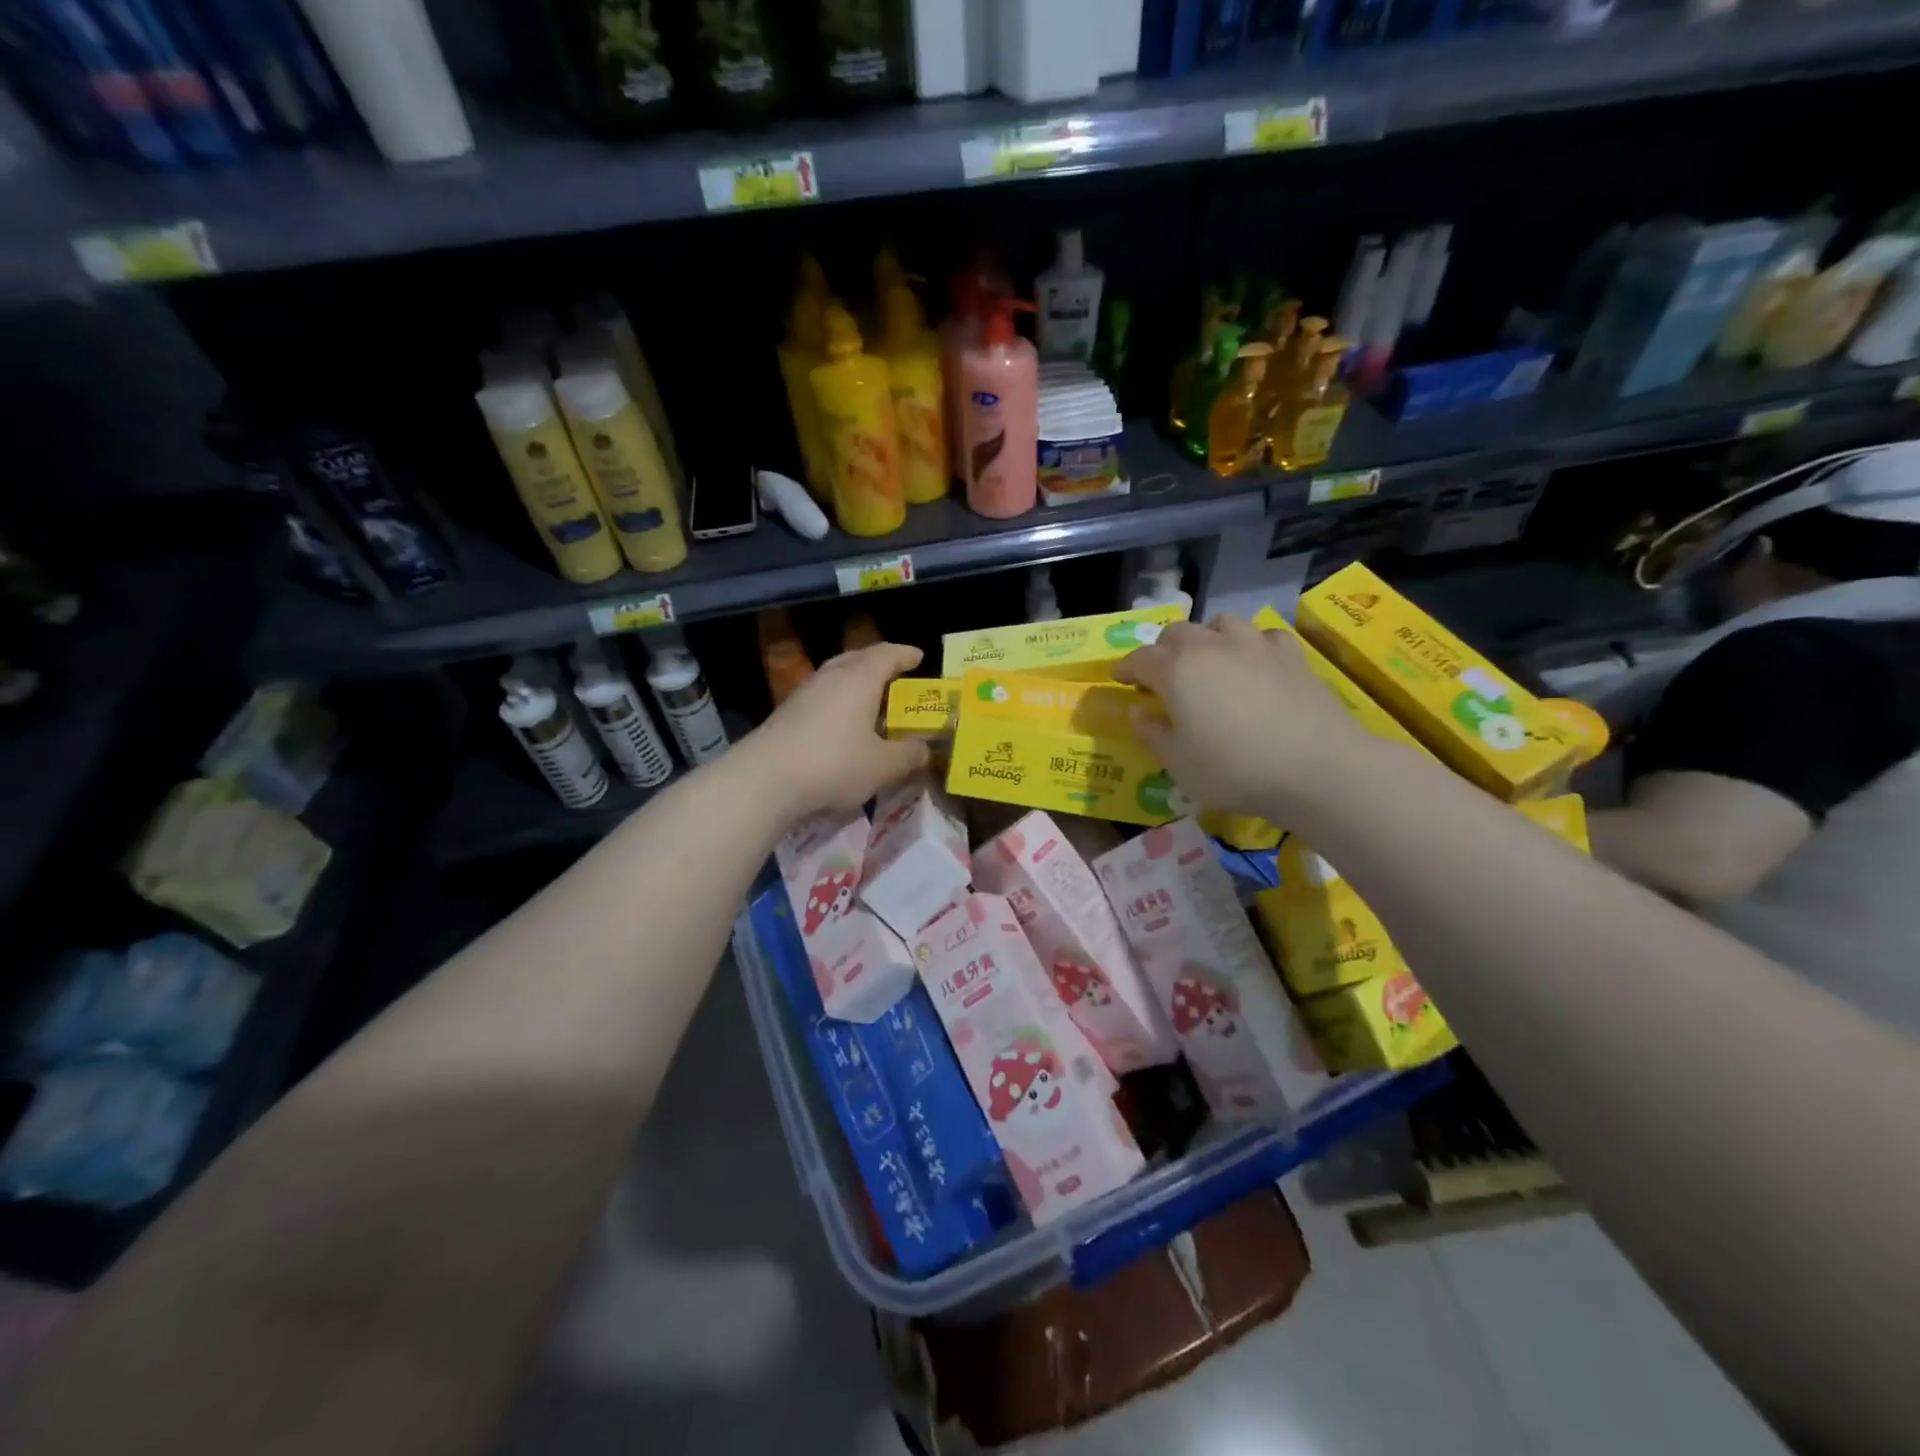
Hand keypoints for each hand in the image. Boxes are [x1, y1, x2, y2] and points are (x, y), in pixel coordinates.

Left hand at [740, 642, 931, 823]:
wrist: (765, 780)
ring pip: (836, 678)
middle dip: (878, 664)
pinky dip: (838, 704)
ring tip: (871, 702)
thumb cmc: (834, 764)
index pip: (887, 654)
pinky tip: (843, 726)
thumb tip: (924, 748)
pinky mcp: (786, 715)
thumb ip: (908, 754)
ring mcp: (804, 694)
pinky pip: (822, 698)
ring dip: (856, 685)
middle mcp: (831, 677)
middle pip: (857, 659)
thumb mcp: (883, 766)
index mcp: (859, 679)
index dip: (905, 654)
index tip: (919, 656)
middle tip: (896, 675)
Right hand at [1112, 615, 1370, 818]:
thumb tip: (1138, 713)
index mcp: (1176, 670)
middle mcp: (1211, 647)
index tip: (1119, 680)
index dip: (1125, 668)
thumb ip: (1153, 735)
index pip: (1140, 658)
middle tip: (1162, 676)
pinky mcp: (1291, 654)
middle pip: (1177, 632)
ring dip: (1207, 638)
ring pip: (1221, 623)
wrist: (1316, 767)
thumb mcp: (1179, 765)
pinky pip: (1263, 636)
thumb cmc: (1234, 770)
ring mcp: (1254, 645)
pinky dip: (1252, 645)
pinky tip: (1255, 664)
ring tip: (1209, 662)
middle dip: (1163, 650)